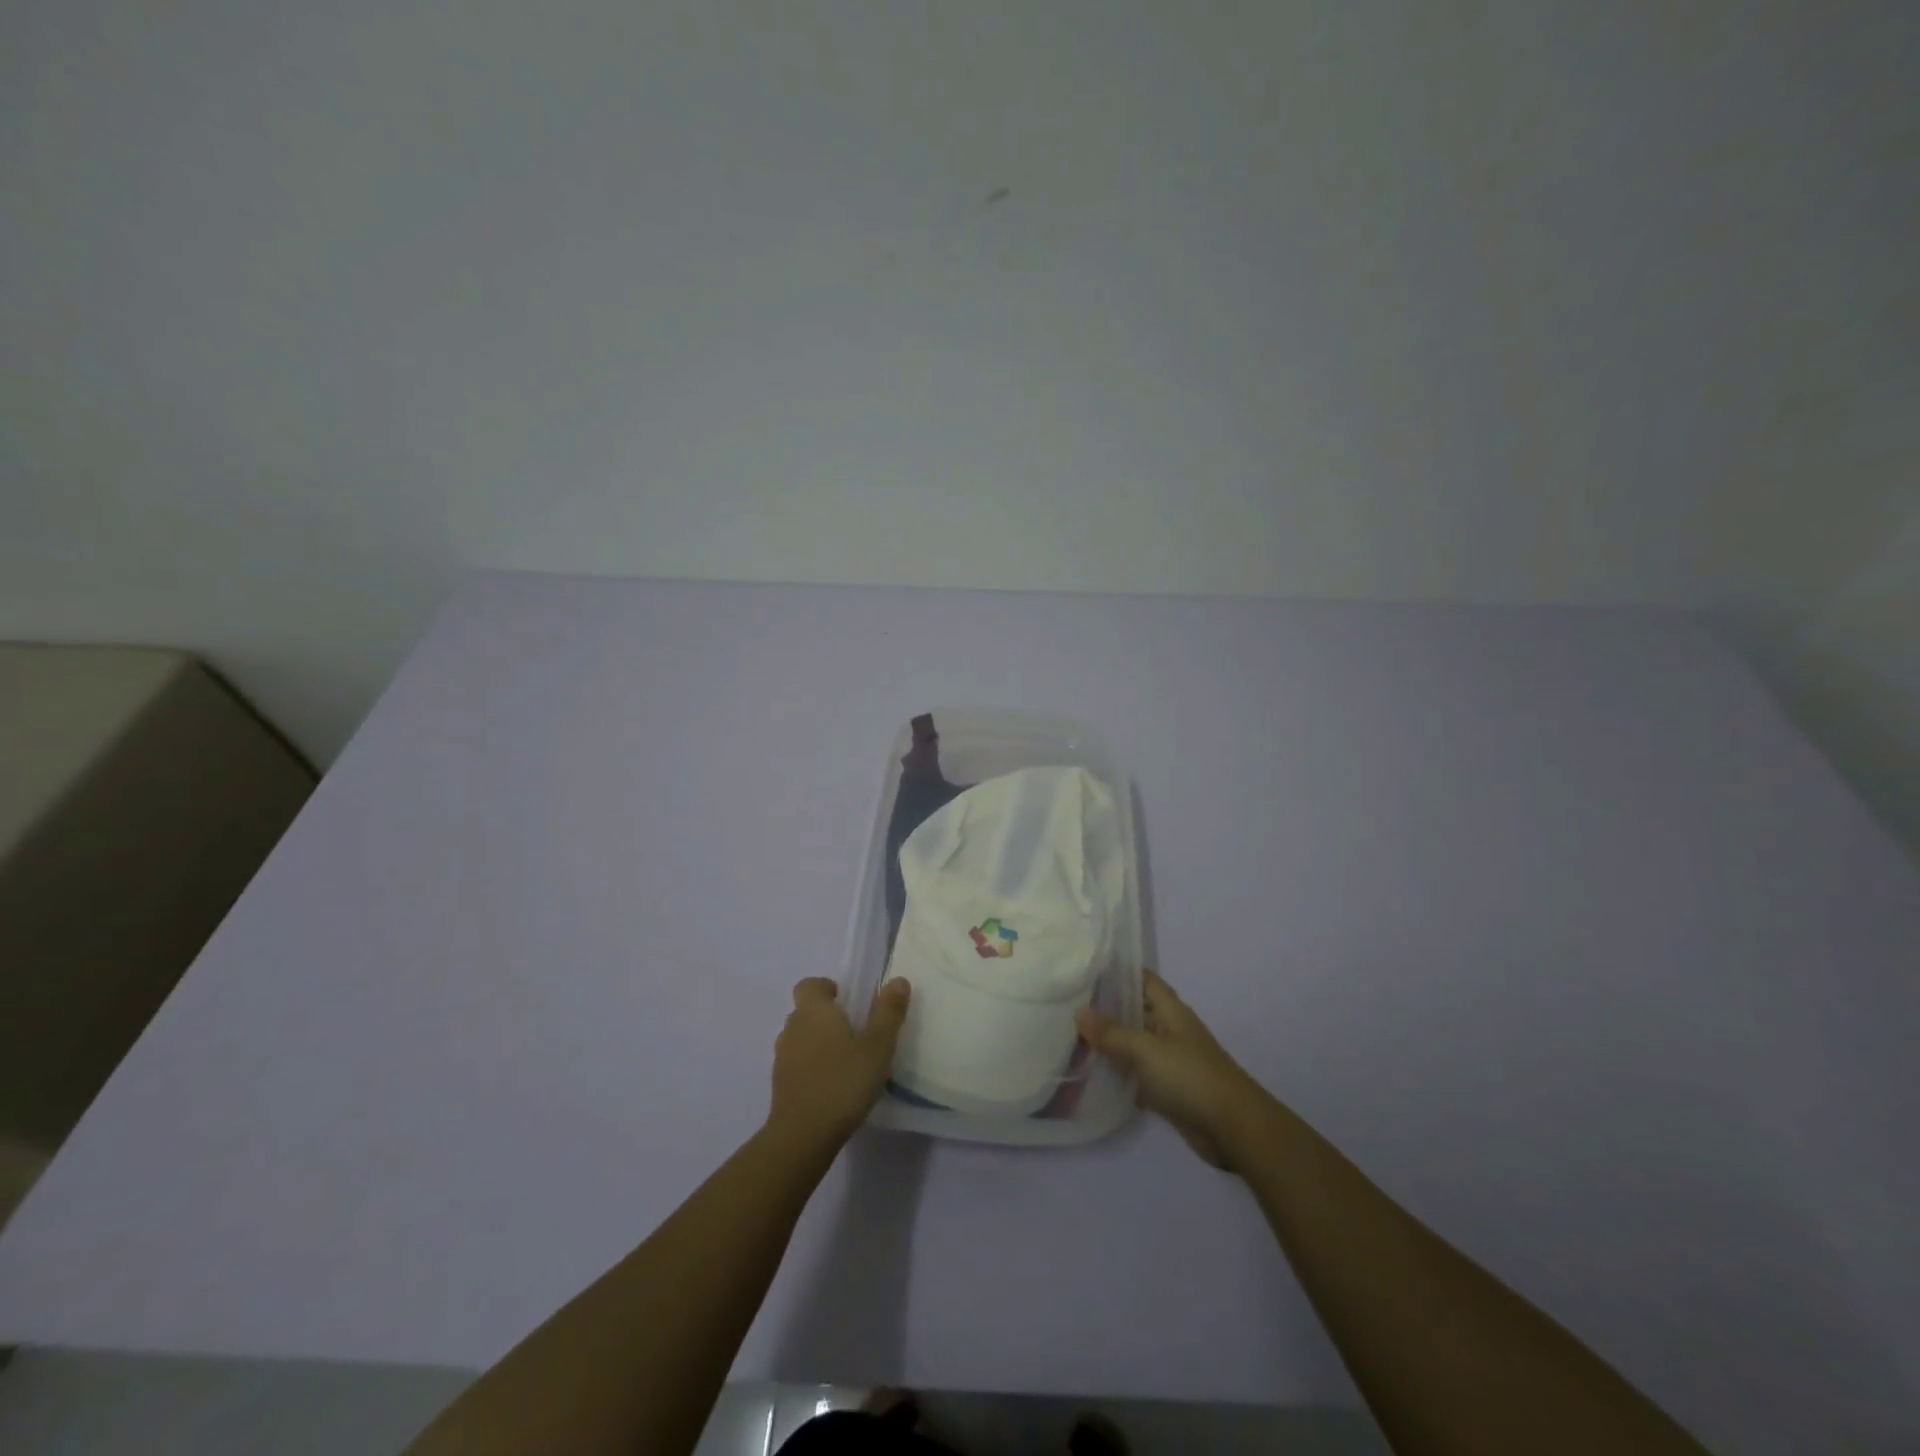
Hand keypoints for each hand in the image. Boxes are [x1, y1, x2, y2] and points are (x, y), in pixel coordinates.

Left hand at [768, 977, 910, 1149]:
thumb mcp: (877, 1047)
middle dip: (828, 1017)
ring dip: (819, 1043)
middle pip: (806, 1011)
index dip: (827, 988)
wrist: (802, 1137)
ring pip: (801, 1038)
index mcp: (813, 1011)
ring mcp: (782, 1058)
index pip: (810, 985)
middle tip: (856, 1034)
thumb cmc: (843, 1082)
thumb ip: (888, 1012)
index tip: (848, 1002)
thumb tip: (898, 980)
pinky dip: (812, 1067)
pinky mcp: (780, 1085)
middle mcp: (792, 1027)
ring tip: (846, 1062)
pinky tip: (833, 1086)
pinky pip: (797, 1064)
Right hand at [1076, 970, 1270, 1169]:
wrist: (1232, 1128)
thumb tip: (1078, 1012)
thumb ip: (1112, 1033)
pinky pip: (1137, 1075)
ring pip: (1134, 1045)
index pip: (1143, 980)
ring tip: (1070, 1036)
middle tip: (1067, 1003)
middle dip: (1105, 1008)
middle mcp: (1169, 1030)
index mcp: (1170, 1011)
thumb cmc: (1190, 1076)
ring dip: (1109, 1043)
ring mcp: (1169, 1061)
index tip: (1086, 967)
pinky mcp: (1168, 1090)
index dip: (1119, 971)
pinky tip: (1091, 1075)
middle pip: (1135, 1012)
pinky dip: (1118, 1075)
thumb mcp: (1146, 1050)